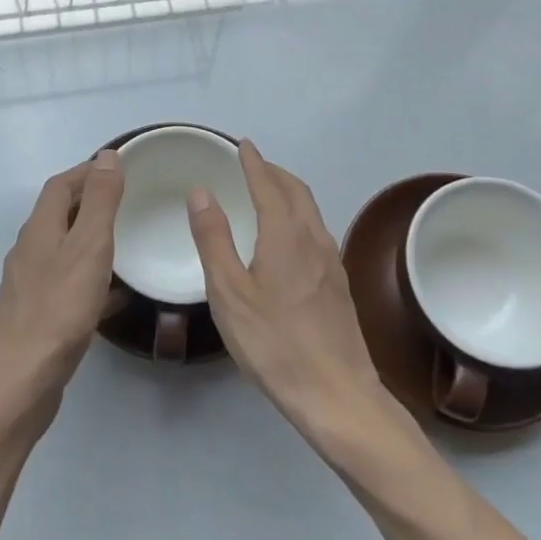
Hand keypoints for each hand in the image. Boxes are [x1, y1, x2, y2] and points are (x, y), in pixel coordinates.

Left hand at [0, 151, 124, 421]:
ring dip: (88, 238)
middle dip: (88, 201)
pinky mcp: (36, 315)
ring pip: (62, 250)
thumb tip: (108, 156)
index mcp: (39, 229)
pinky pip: (66, 282)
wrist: (21, 380)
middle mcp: (28, 251)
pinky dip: (88, 276)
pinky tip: (112, 294)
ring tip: (123, 241)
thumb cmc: (59, 308)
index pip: (60, 186)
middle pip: (58, 215)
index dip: (86, 171)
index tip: (117, 167)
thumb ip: (100, 202)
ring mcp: (29, 285)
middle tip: (125, 201)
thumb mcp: (89, 247)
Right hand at [187, 141, 391, 442]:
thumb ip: (213, 239)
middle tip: (253, 165)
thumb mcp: (229, 292)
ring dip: (289, 193)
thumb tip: (201, 192)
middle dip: (275, 173)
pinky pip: (316, 232)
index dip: (254, 162)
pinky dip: (298, 216)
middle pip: (297, 192)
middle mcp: (314, 239)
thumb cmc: (274, 342)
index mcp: (285, 235)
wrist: (336, 394)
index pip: (269, 185)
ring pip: (311, 212)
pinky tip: (288, 238)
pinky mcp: (339, 285)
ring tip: (268, 194)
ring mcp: (332, 262)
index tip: (244, 145)